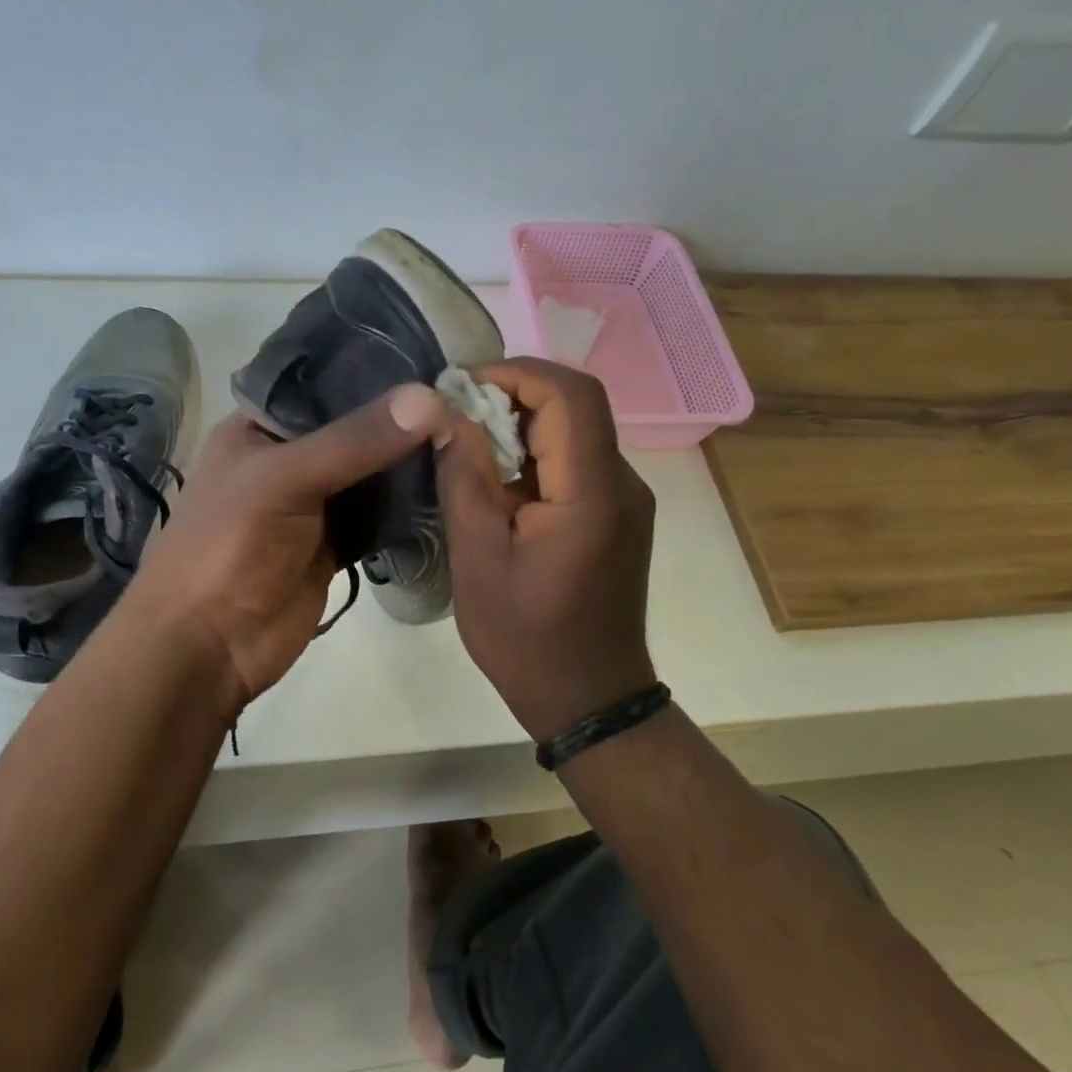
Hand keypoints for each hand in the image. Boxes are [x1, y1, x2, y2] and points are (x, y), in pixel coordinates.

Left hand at [127, 385, 451, 711]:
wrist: (208, 644)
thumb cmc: (228, 545)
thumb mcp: (284, 479)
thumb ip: (355, 440)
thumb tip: (431, 399)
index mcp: (261, 426)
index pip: (323, 382)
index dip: (374, 370)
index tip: (435, 358)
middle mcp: (289, 458)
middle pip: (354, 428)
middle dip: (402, 418)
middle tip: (468, 401)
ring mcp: (314, 503)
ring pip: (371, 472)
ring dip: (409, 461)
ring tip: (470, 436)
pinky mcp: (335, 544)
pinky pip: (378, 515)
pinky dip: (407, 507)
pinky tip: (450, 488)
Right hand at [435, 359, 657, 741]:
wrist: (589, 699)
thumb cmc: (526, 639)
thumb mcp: (478, 559)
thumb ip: (465, 479)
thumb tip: (447, 415)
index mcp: (592, 493)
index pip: (571, 395)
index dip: (517, 372)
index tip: (461, 384)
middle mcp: (622, 485)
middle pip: (576, 405)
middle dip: (513, 394)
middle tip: (454, 413)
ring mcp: (624, 501)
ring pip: (575, 431)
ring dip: (520, 424)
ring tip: (465, 445)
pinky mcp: (615, 516)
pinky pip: (574, 463)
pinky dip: (533, 454)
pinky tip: (495, 481)